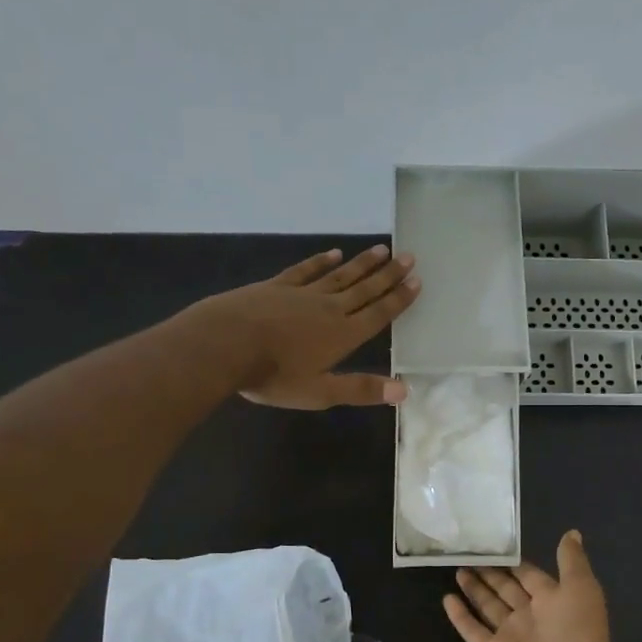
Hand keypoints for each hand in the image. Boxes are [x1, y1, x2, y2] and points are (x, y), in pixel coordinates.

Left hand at [202, 245, 420, 408]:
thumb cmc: (274, 374)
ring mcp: (302, 294)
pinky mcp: (277, 286)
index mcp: (343, 334)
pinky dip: (322, 261)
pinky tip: (334, 254)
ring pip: (340, 275)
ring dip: (363, 264)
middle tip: (409, 257)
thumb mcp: (320, 392)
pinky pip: (306, 270)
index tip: (416, 280)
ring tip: (382, 250)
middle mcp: (329, 308)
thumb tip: (404, 391)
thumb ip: (361, 389)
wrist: (225, 344)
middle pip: (365, 289)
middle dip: (388, 275)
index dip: (398, 298)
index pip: (378, 313)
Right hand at [443, 531, 641, 641]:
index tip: (492, 544)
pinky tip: (446, 599)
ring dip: (474, 589)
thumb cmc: (577, 634)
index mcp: (553, 599)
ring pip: (488, 607)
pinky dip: (460, 616)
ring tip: (456, 570)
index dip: (512, 561)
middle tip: (466, 554)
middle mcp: (530, 615)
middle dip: (489, 573)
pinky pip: (473, 631)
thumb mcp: (581, 588)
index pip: (528, 575)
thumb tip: (572, 532)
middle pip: (505, 589)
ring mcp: (511, 636)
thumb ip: (572, 561)